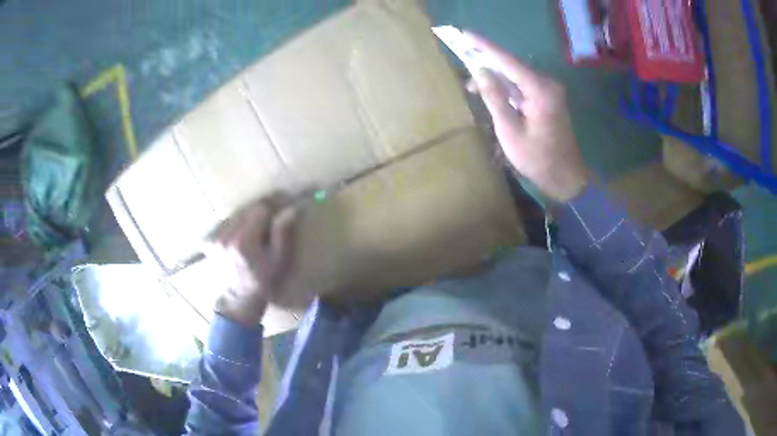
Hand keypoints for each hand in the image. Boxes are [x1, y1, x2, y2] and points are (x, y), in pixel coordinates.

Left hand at [207, 197, 296, 325]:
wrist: (239, 299)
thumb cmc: (262, 280)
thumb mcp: (278, 259)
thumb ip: (282, 233)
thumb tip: (289, 210)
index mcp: (244, 240)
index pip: (259, 210)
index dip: (270, 211)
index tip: (276, 216)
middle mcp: (227, 236)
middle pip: (245, 211)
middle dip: (257, 216)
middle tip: (265, 228)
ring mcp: (216, 239)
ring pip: (235, 216)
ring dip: (245, 221)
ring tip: (252, 236)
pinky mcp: (210, 242)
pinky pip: (225, 225)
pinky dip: (233, 228)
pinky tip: (239, 241)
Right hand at [465, 32, 589, 201]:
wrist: (566, 177)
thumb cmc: (537, 158)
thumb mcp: (510, 130)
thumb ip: (494, 98)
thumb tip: (479, 71)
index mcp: (540, 89)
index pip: (507, 61)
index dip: (485, 47)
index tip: (465, 34)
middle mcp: (546, 84)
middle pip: (512, 65)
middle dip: (487, 62)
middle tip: (463, 57)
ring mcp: (549, 91)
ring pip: (516, 76)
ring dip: (495, 77)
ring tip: (471, 83)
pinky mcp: (547, 99)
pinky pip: (522, 86)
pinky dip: (506, 87)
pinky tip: (490, 92)